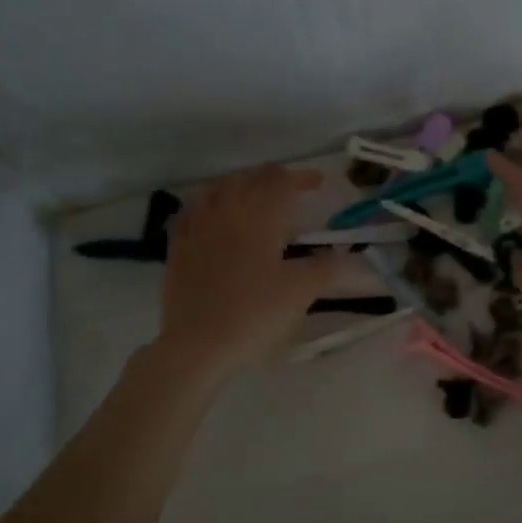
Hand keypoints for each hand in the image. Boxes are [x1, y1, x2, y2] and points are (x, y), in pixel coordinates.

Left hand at [157, 166, 347, 381]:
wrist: (199, 345)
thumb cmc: (255, 314)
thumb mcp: (301, 292)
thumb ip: (326, 267)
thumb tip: (343, 254)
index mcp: (259, 216)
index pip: (282, 182)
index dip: (302, 178)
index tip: (319, 183)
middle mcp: (227, 211)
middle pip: (250, 178)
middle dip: (273, 177)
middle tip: (291, 188)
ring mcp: (197, 227)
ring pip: (218, 188)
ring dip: (241, 184)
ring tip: (253, 195)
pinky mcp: (178, 247)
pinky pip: (191, 210)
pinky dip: (208, 203)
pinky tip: (212, 215)